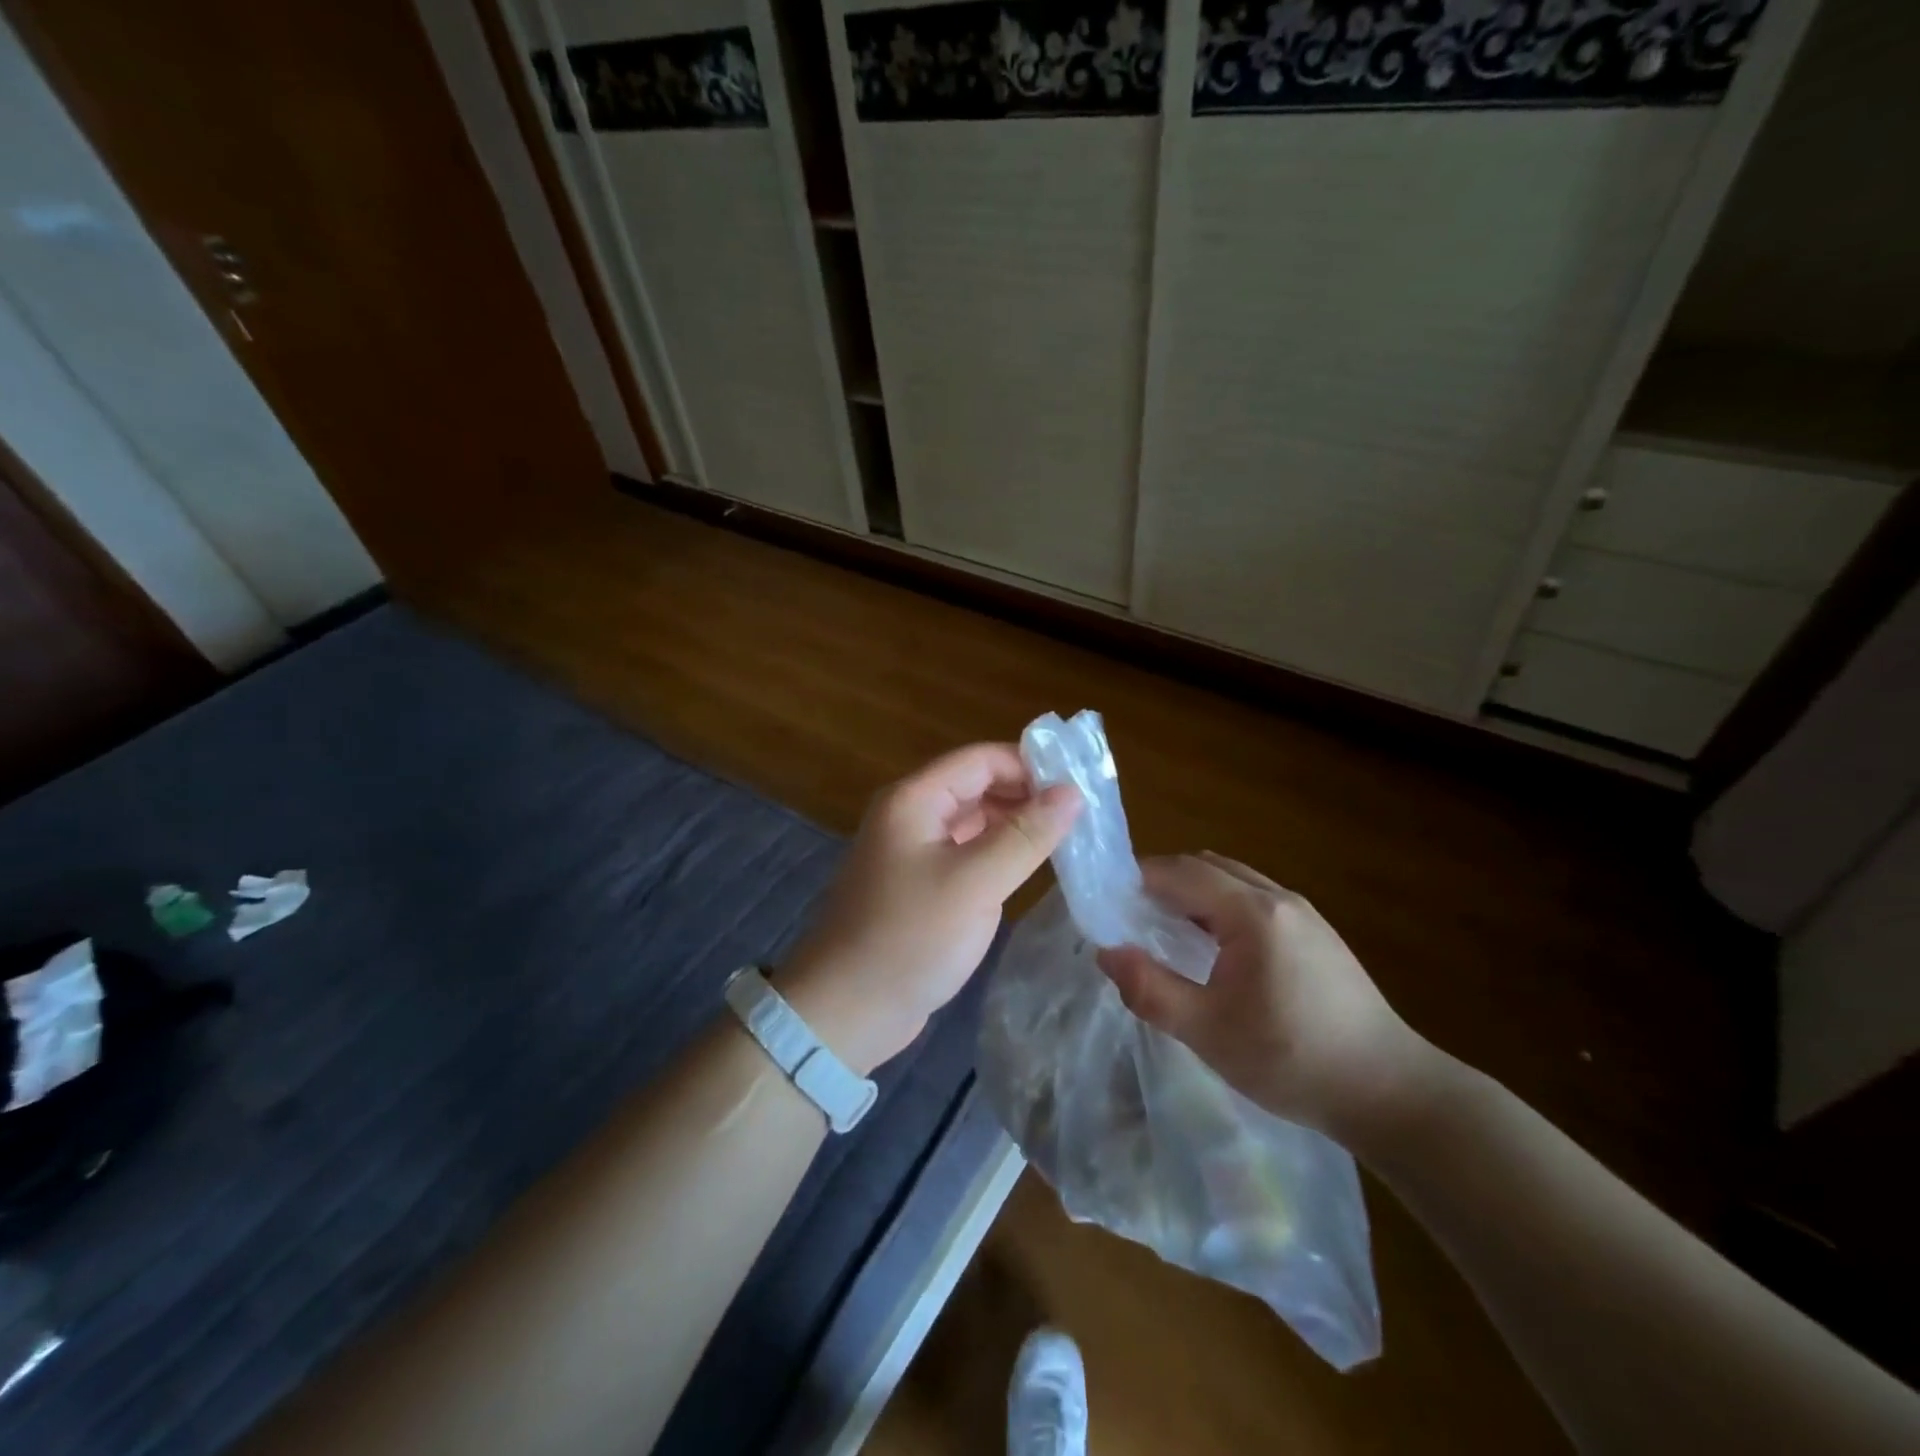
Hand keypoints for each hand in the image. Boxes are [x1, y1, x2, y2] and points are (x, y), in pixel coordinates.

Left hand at [778, 744, 1080, 1074]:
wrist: (847, 1010)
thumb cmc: (910, 938)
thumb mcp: (976, 883)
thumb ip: (1026, 835)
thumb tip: (1072, 792)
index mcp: (915, 800)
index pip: (981, 759)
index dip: (1031, 765)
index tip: (1081, 785)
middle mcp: (912, 815)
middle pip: (977, 785)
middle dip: (1027, 794)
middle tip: (1082, 815)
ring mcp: (914, 851)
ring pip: (974, 820)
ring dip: (1016, 824)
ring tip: (1068, 838)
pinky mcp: (921, 885)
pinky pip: (967, 852)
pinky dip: (999, 852)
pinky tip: (1032, 866)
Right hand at [1096, 853, 1437, 1141]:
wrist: (1391, 1092)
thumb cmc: (1292, 1059)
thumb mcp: (1208, 1032)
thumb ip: (1151, 989)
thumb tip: (1106, 952)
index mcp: (1252, 913)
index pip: (1181, 872)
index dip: (1138, 879)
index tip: (1107, 901)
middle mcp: (1279, 898)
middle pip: (1207, 867)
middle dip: (1163, 881)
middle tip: (1131, 916)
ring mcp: (1304, 913)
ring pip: (1233, 880)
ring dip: (1194, 893)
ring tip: (1167, 931)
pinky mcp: (1318, 934)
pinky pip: (1255, 899)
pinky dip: (1222, 906)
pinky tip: (1216, 950)